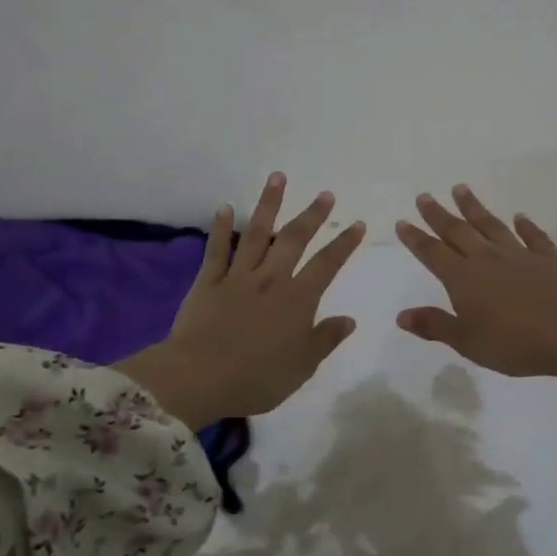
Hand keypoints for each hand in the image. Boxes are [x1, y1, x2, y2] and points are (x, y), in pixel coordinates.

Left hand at [116, 174, 364, 427]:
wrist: (199, 378)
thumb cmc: (257, 378)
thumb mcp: (302, 366)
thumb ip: (325, 339)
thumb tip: (349, 319)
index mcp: (297, 300)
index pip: (327, 265)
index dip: (344, 243)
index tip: (357, 224)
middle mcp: (271, 279)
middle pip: (294, 239)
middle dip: (312, 215)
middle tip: (325, 194)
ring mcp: (237, 277)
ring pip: (256, 233)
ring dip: (269, 204)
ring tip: (278, 177)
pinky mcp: (207, 282)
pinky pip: (216, 250)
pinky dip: (221, 228)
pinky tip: (226, 208)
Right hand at [396, 185, 556, 421]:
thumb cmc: (513, 343)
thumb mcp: (467, 341)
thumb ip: (435, 325)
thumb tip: (401, 315)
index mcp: (463, 279)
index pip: (433, 253)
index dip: (416, 238)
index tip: (403, 221)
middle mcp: (487, 259)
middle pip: (458, 232)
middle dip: (439, 214)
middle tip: (425, 196)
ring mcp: (519, 255)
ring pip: (492, 225)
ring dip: (475, 208)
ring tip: (461, 189)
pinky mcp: (549, 258)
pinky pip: (533, 236)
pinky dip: (525, 225)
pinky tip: (519, 217)